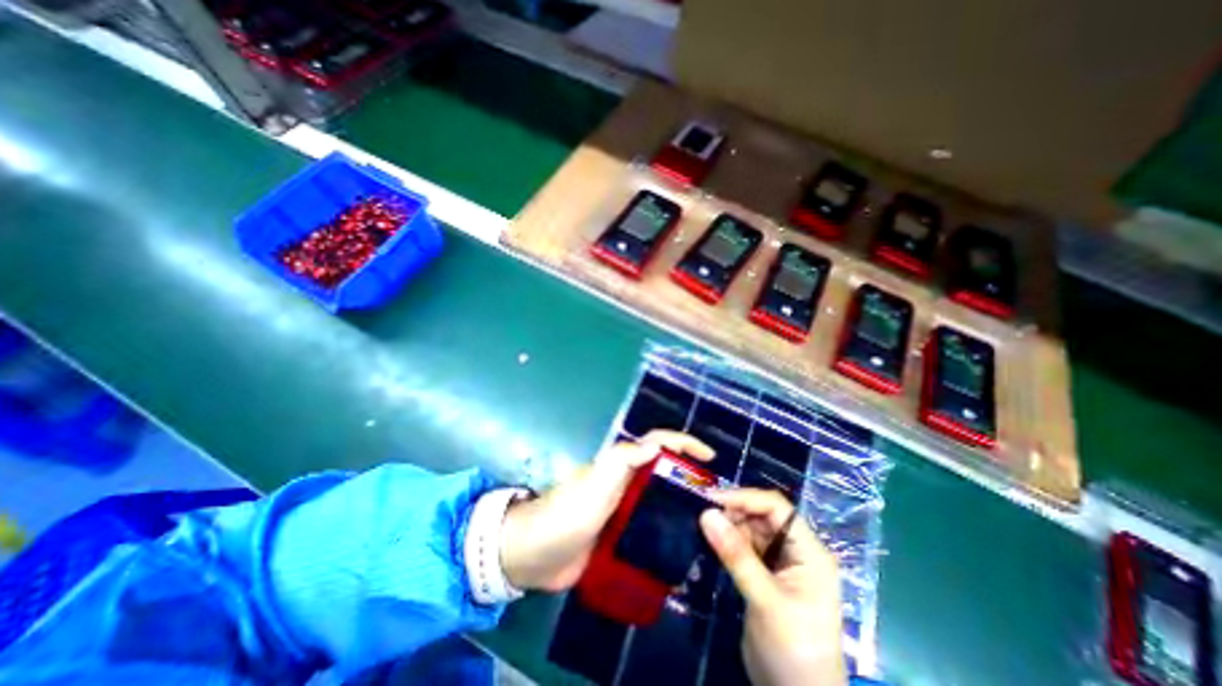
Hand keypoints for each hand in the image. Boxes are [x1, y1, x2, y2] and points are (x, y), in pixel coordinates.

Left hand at [498, 430, 716, 591]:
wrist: (537, 554)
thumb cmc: (569, 512)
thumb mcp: (597, 480)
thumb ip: (623, 460)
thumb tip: (656, 444)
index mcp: (622, 465)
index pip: (658, 444)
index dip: (684, 443)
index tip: (710, 457)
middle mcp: (626, 483)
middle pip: (664, 473)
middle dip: (690, 479)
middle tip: (717, 500)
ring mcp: (624, 511)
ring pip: (660, 502)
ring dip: (682, 508)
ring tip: (709, 526)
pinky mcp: (620, 536)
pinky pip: (650, 530)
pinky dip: (667, 535)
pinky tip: (684, 551)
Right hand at [703, 489, 846, 685]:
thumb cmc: (794, 651)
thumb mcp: (766, 601)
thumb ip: (736, 556)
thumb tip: (706, 514)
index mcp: (809, 552)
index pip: (777, 508)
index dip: (745, 498)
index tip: (712, 499)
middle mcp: (796, 551)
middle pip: (762, 516)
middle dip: (733, 511)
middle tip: (702, 514)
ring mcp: (779, 563)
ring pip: (750, 529)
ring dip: (728, 526)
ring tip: (702, 526)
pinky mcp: (764, 575)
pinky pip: (744, 547)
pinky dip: (727, 542)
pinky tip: (710, 542)